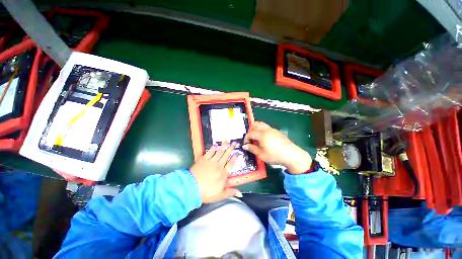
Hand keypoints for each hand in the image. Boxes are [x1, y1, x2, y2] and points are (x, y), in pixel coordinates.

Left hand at [190, 141, 242, 203]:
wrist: (191, 188)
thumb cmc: (206, 193)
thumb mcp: (220, 195)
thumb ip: (230, 192)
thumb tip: (241, 194)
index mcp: (223, 174)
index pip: (231, 164)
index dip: (235, 157)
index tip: (237, 152)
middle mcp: (219, 166)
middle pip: (226, 155)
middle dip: (231, 148)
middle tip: (235, 143)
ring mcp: (211, 161)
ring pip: (219, 152)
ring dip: (224, 146)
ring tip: (227, 141)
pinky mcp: (203, 159)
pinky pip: (210, 152)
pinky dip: (213, 148)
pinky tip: (215, 145)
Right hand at [243, 122, 311, 173]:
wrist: (291, 155)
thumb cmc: (274, 155)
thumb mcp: (261, 154)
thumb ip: (252, 148)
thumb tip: (244, 146)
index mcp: (261, 134)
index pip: (250, 133)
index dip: (246, 138)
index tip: (246, 144)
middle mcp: (266, 129)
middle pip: (255, 125)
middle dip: (250, 131)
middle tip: (250, 139)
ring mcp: (272, 129)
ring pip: (261, 124)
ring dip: (256, 129)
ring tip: (255, 137)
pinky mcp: (276, 131)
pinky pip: (266, 127)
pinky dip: (261, 129)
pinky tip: (263, 138)